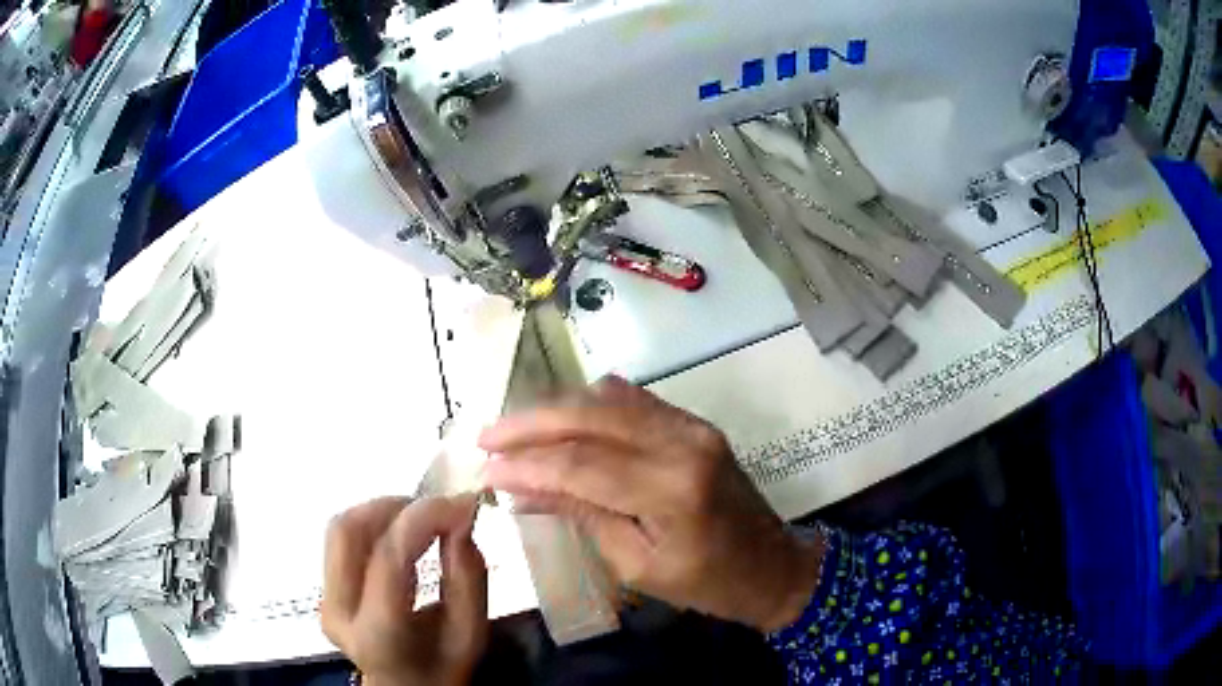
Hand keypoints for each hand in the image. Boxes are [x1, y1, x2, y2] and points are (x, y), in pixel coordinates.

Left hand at [321, 496, 487, 685]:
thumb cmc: (441, 669)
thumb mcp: (470, 635)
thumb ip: (468, 580)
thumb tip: (460, 521)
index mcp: (378, 634)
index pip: (389, 559)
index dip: (424, 519)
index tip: (460, 503)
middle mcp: (339, 611)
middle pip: (348, 532)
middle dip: (394, 507)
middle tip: (436, 508)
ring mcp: (325, 598)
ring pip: (340, 529)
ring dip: (382, 511)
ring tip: (420, 519)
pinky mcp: (324, 588)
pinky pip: (342, 540)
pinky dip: (373, 524)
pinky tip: (401, 533)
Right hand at [479, 377, 823, 631]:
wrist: (772, 565)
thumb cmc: (706, 583)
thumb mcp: (636, 565)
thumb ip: (581, 515)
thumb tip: (521, 488)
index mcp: (671, 489)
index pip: (579, 463)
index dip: (525, 463)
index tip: (483, 469)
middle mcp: (682, 442)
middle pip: (589, 415)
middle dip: (529, 423)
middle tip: (486, 437)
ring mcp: (691, 425)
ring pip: (607, 397)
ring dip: (555, 409)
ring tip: (515, 431)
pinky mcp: (693, 423)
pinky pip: (632, 400)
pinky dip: (589, 406)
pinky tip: (562, 421)